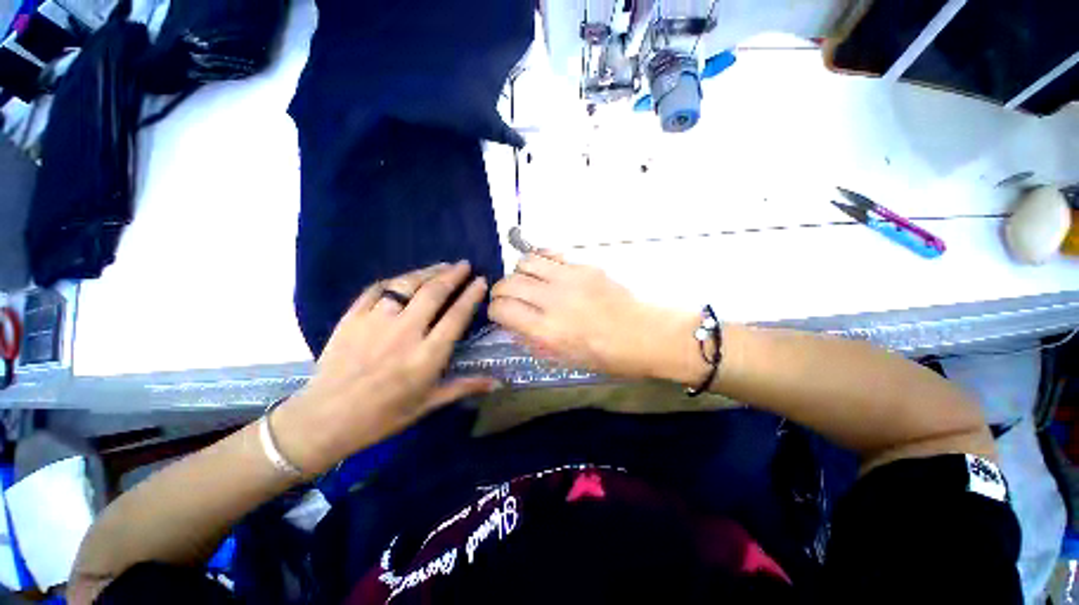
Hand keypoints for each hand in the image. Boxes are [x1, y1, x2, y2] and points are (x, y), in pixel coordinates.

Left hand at [274, 262, 497, 475]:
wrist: (326, 419)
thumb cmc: (384, 415)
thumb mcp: (429, 404)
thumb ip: (465, 387)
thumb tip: (498, 383)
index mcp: (427, 355)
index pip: (456, 316)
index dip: (471, 295)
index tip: (480, 280)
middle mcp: (405, 332)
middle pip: (434, 293)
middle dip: (453, 275)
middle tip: (465, 265)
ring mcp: (376, 322)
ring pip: (407, 285)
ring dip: (428, 272)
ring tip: (442, 264)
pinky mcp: (352, 318)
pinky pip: (377, 290)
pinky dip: (394, 281)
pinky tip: (404, 278)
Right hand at [490, 253, 690, 378]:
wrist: (645, 333)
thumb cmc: (606, 356)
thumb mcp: (564, 359)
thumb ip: (534, 339)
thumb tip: (514, 323)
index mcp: (547, 331)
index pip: (502, 309)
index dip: (494, 310)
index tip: (500, 313)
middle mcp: (553, 301)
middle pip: (508, 283)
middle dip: (500, 291)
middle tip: (509, 298)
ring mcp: (569, 279)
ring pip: (525, 263)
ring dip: (518, 273)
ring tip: (527, 282)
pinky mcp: (583, 266)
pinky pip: (549, 255)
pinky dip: (539, 262)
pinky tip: (545, 271)